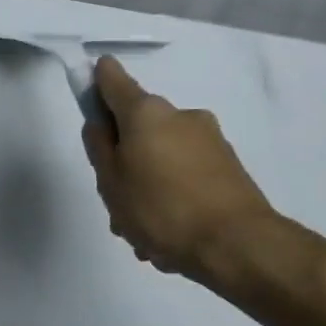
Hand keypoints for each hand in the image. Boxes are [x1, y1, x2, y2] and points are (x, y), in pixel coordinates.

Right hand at [82, 56, 279, 286]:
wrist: (236, 244)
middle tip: (115, 201)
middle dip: (124, 159)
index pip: (114, 81)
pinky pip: (185, 176)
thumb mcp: (111, 182)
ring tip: (141, 231)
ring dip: (147, 186)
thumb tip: (101, 124)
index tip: (90, 86)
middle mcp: (181, 116)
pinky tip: (166, 236)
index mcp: (147, 113)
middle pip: (139, 129)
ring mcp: (209, 141)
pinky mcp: (228, 167)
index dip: (98, 81)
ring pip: (161, 158)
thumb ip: (99, 147)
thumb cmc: (159, 209)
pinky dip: (171, 197)